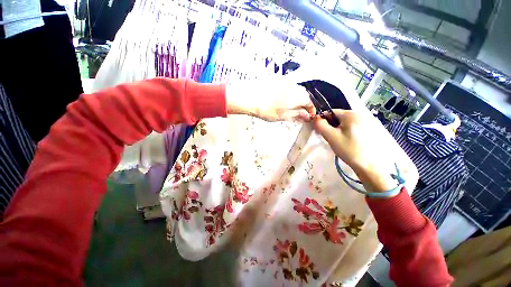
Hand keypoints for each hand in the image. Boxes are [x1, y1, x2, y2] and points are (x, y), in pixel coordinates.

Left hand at [226, 79, 314, 121]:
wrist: (249, 97)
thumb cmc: (266, 109)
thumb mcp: (283, 115)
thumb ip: (297, 115)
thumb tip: (307, 116)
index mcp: (297, 95)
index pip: (309, 102)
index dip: (310, 110)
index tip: (309, 116)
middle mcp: (293, 86)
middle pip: (304, 95)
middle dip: (304, 104)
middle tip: (300, 113)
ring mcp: (285, 81)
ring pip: (296, 90)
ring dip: (297, 99)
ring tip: (291, 108)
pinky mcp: (276, 80)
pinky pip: (288, 88)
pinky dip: (289, 95)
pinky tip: (283, 100)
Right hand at [313, 109, 397, 192]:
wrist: (369, 166)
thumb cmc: (349, 149)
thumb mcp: (331, 137)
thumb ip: (320, 125)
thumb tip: (315, 118)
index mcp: (351, 114)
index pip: (331, 112)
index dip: (323, 121)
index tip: (321, 131)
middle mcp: (361, 113)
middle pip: (339, 117)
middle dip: (332, 126)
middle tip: (331, 138)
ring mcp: (369, 120)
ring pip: (346, 122)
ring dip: (339, 129)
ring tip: (340, 141)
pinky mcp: (372, 128)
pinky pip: (354, 126)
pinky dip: (348, 132)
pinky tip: (349, 141)